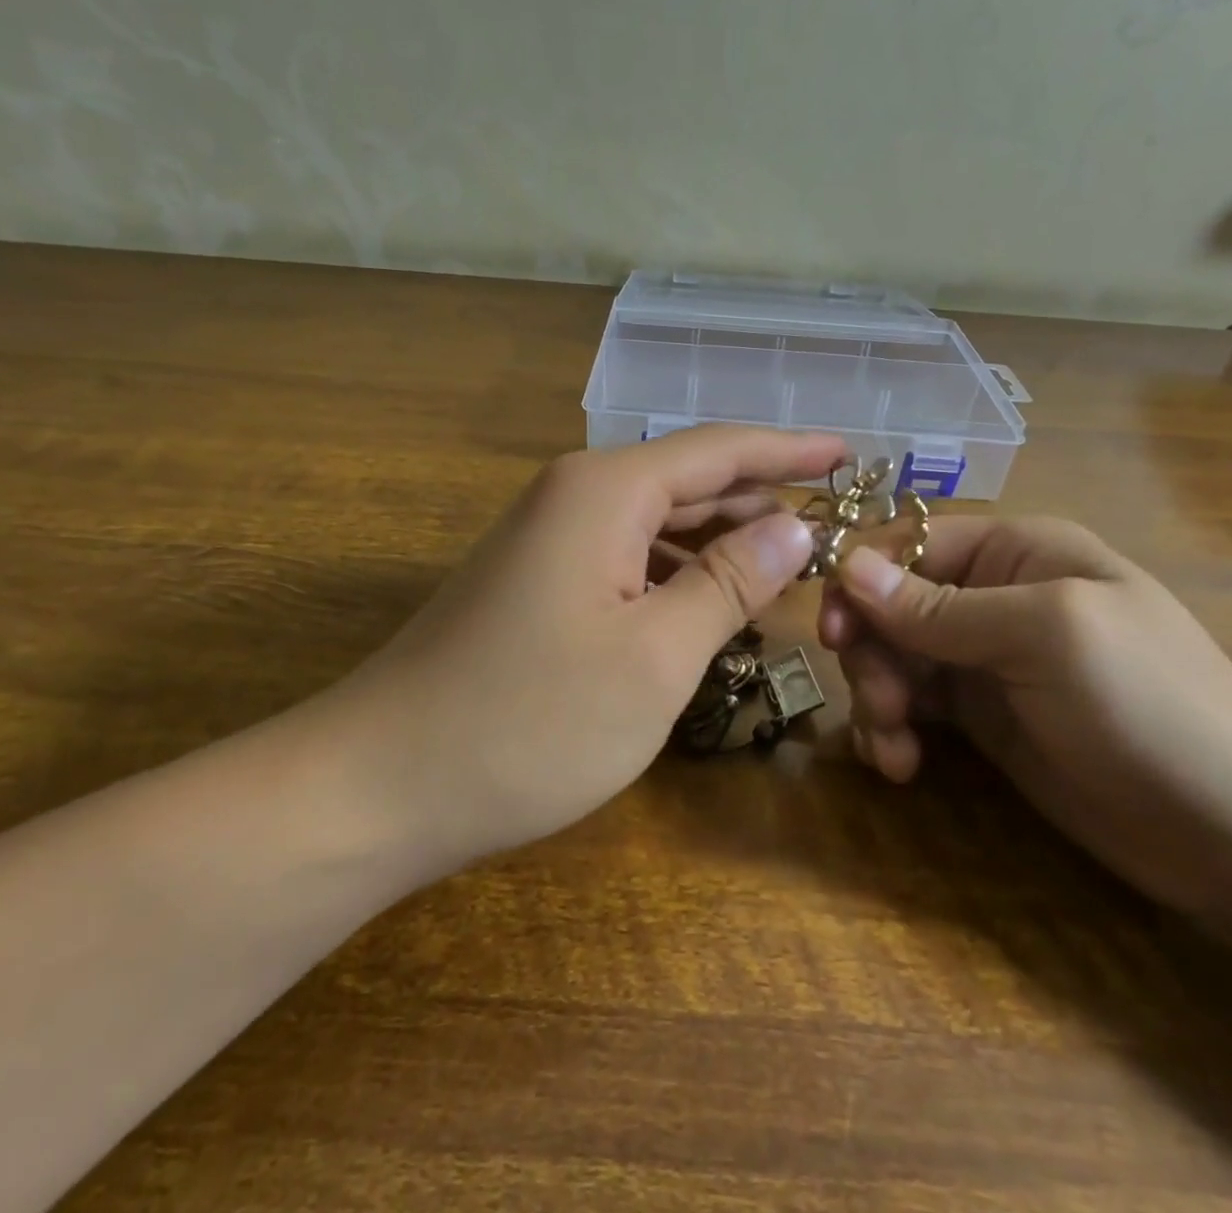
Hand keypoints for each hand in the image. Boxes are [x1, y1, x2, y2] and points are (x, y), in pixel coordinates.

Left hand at [316, 426, 845, 866]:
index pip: (719, 450)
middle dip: (761, 500)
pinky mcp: (537, 582)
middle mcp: (576, 496)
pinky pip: (628, 559)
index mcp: (606, 491)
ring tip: (789, 566)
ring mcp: (550, 540)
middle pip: (689, 481)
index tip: (849, 452)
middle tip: (834, 523)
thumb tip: (793, 525)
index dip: (789, 450)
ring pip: (659, 524)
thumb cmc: (530, 720)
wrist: (382, 782)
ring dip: (722, 543)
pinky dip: (678, 575)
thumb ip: (730, 582)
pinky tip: (713, 606)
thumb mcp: (656, 656)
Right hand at [820, 517, 1231, 915]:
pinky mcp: (981, 718)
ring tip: (893, 746)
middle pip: (889, 605)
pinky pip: (912, 706)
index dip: (861, 580)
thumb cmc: (1150, 704)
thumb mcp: (1044, 636)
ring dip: (877, 696)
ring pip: (892, 658)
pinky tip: (899, 764)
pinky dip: (894, 730)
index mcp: (1014, 552)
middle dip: (871, 651)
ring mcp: (984, 660)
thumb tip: (848, 566)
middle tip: (880, 703)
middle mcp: (991, 597)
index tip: (832, 631)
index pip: (908, 544)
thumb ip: (940, 607)